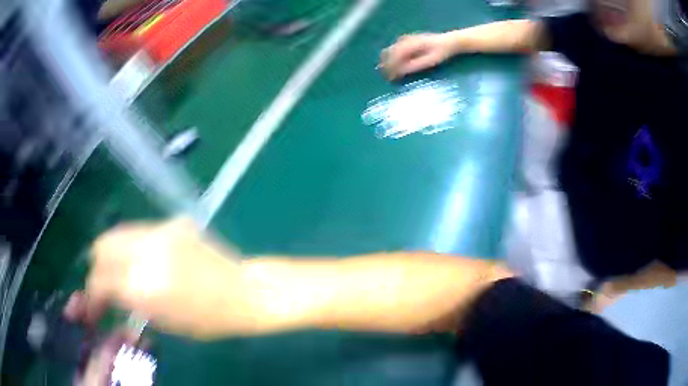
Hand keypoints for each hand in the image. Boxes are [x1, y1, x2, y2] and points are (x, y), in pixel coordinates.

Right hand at [85, 218, 249, 339]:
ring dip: (112, 252)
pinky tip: (142, 258)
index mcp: (143, 287)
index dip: (92, 294)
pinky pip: (140, 231)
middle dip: (97, 266)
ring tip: (119, 269)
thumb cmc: (207, 320)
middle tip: (103, 282)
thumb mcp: (163, 321)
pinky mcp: (172, 222)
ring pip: (118, 232)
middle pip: (102, 246)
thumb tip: (108, 293)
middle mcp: (145, 252)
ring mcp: (160, 231)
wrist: (243, 292)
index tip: (93, 303)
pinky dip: (132, 244)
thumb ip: (130, 302)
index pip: (100, 281)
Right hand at [379, 33, 453, 79]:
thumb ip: (414, 66)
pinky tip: (397, 62)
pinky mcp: (410, 39)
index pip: (393, 57)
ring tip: (389, 70)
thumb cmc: (442, 53)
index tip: (388, 78)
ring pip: (391, 49)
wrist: (450, 41)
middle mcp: (405, 40)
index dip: (389, 68)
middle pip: (389, 52)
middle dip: (386, 64)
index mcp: (409, 45)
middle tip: (385, 76)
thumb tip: (399, 73)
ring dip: (388, 60)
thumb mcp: (430, 61)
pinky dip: (394, 55)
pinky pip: (396, 47)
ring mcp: (407, 38)